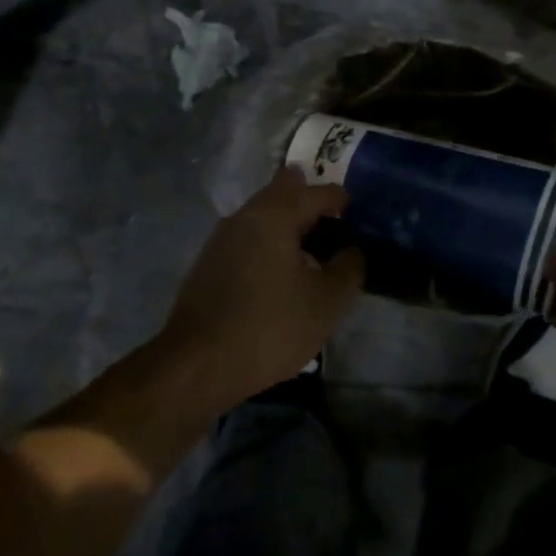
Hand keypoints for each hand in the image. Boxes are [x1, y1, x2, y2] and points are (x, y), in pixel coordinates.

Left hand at [155, 168, 364, 413]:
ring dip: (289, 224)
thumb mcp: (326, 302)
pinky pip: (249, 236)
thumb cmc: (269, 327)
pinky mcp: (209, 261)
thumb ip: (348, 268)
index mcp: (275, 214)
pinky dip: (269, 242)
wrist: (196, 364)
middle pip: (285, 191)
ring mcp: (222, 236)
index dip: (343, 202)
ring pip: (263, 214)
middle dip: (311, 204)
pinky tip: (280, 274)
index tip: (359, 220)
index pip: (318, 192)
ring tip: (312, 254)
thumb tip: (351, 250)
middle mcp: (246, 214)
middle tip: (335, 229)